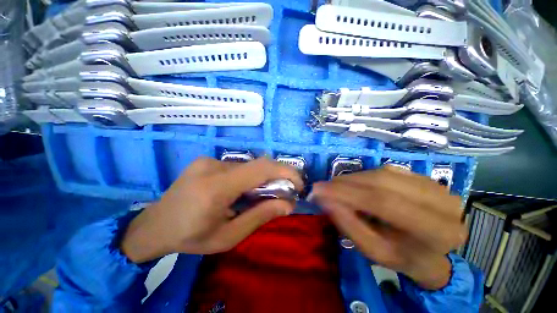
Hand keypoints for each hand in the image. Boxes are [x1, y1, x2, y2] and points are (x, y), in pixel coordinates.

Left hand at [121, 157, 302, 262]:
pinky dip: (248, 177)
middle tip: (284, 193)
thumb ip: (260, 217)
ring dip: (261, 179)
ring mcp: (208, 160)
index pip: (261, 169)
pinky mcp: (207, 160)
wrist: (154, 226)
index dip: (285, 172)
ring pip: (248, 166)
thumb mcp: (228, 237)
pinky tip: (243, 190)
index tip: (299, 183)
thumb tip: (288, 204)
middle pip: (257, 165)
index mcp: (216, 187)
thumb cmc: (190, 237)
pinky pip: (237, 166)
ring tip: (261, 196)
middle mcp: (213, 166)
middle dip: (277, 176)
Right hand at [311, 166, 466, 289]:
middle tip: (323, 186)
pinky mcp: (425, 177)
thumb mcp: (373, 251)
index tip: (318, 190)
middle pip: (383, 183)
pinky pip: (387, 170)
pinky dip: (365, 176)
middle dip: (346, 183)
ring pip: (383, 173)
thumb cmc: (402, 257)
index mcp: (435, 232)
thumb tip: (323, 198)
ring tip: (336, 186)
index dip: (347, 193)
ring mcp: (436, 185)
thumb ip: (348, 223)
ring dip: (354, 178)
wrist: (430, 252)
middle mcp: (443, 203)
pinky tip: (355, 184)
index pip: (383, 203)